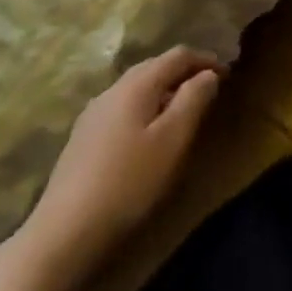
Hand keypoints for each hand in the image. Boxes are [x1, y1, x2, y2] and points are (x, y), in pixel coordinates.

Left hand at [18, 48, 222, 275]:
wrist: (62, 235)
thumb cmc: (129, 182)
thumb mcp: (174, 138)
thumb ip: (194, 99)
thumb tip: (208, 75)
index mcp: (136, 85)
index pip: (178, 55)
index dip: (206, 60)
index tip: (228, 76)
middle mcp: (111, 91)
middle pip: (154, 67)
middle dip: (185, 72)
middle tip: (209, 90)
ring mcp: (92, 116)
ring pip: (137, 89)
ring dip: (165, 91)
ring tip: (184, 111)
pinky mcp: (82, 140)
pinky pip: (123, 109)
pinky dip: (146, 108)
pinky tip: (150, 134)